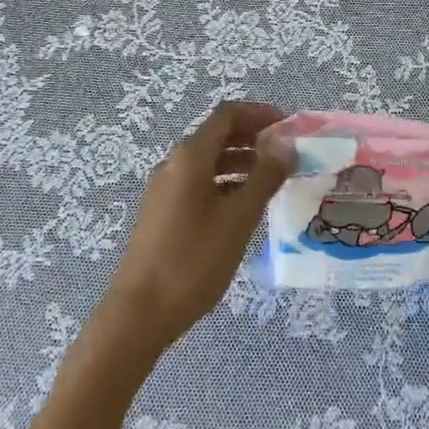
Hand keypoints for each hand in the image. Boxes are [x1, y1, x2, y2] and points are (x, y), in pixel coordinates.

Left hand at [91, 101, 290, 358]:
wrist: (139, 314)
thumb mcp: (238, 218)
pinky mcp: (162, 212)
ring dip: (241, 161)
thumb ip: (265, 177)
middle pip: (217, 135)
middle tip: (286, 152)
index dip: (259, 114)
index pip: (227, 115)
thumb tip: (286, 146)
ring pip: (208, 161)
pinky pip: (199, 183)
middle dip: (253, 137)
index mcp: (190, 156)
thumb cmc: (193, 260)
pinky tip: (244, 206)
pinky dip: (226, 182)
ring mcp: (165, 189)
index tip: (288, 126)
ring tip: (273, 179)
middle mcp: (174, 164)